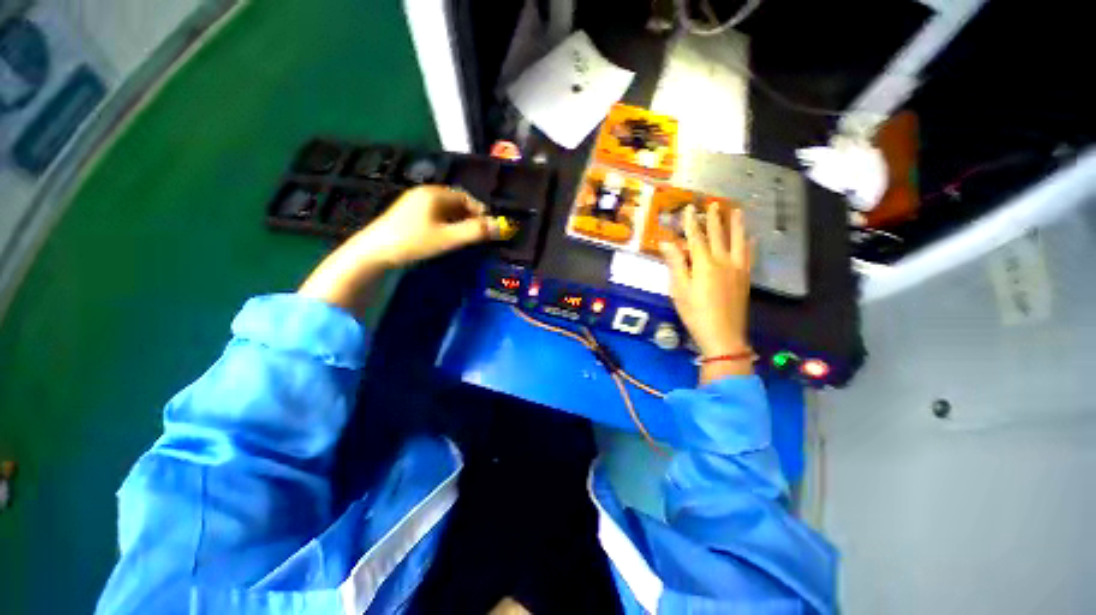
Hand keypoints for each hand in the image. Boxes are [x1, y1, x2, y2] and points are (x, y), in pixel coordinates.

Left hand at [299, 186, 494, 316]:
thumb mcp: (446, 238)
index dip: (480, 212)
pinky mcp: (403, 215)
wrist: (373, 252)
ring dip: (454, 222)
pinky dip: (440, 225)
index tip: (488, 229)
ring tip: (460, 240)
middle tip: (476, 237)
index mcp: (436, 193)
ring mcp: (411, 203)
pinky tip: (439, 240)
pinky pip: (430, 215)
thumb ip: (475, 232)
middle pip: (454, 202)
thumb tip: (503, 226)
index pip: (466, 197)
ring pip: (441, 210)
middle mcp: (424, 193)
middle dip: (468, 218)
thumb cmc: (412, 241)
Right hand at [659, 203, 752, 379]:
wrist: (724, 337)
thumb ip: (675, 264)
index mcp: (704, 263)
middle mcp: (722, 260)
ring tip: (737, 211)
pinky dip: (749, 245)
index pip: (696, 236)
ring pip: (737, 241)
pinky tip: (752, 239)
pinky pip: (748, 256)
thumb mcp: (680, 291)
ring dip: (736, 225)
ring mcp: (737, 269)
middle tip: (713, 204)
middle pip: (718, 234)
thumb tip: (667, 242)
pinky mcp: (745, 279)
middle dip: (714, 218)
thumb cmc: (697, 316)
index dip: (691, 221)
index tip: (689, 207)